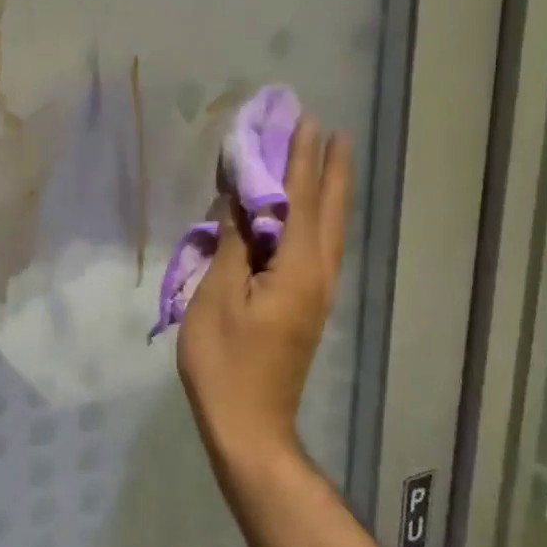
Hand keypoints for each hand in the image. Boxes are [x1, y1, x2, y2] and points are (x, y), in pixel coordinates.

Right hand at [177, 117, 351, 464]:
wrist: (250, 425)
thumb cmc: (225, 361)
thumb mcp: (216, 297)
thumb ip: (231, 244)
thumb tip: (238, 198)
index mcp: (297, 269)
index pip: (301, 201)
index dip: (301, 160)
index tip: (307, 122)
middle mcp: (319, 275)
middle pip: (329, 212)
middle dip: (330, 168)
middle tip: (330, 131)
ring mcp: (318, 293)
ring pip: (330, 231)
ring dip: (329, 191)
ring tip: (326, 159)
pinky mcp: (308, 306)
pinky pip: (319, 248)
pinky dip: (317, 218)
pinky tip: (308, 213)